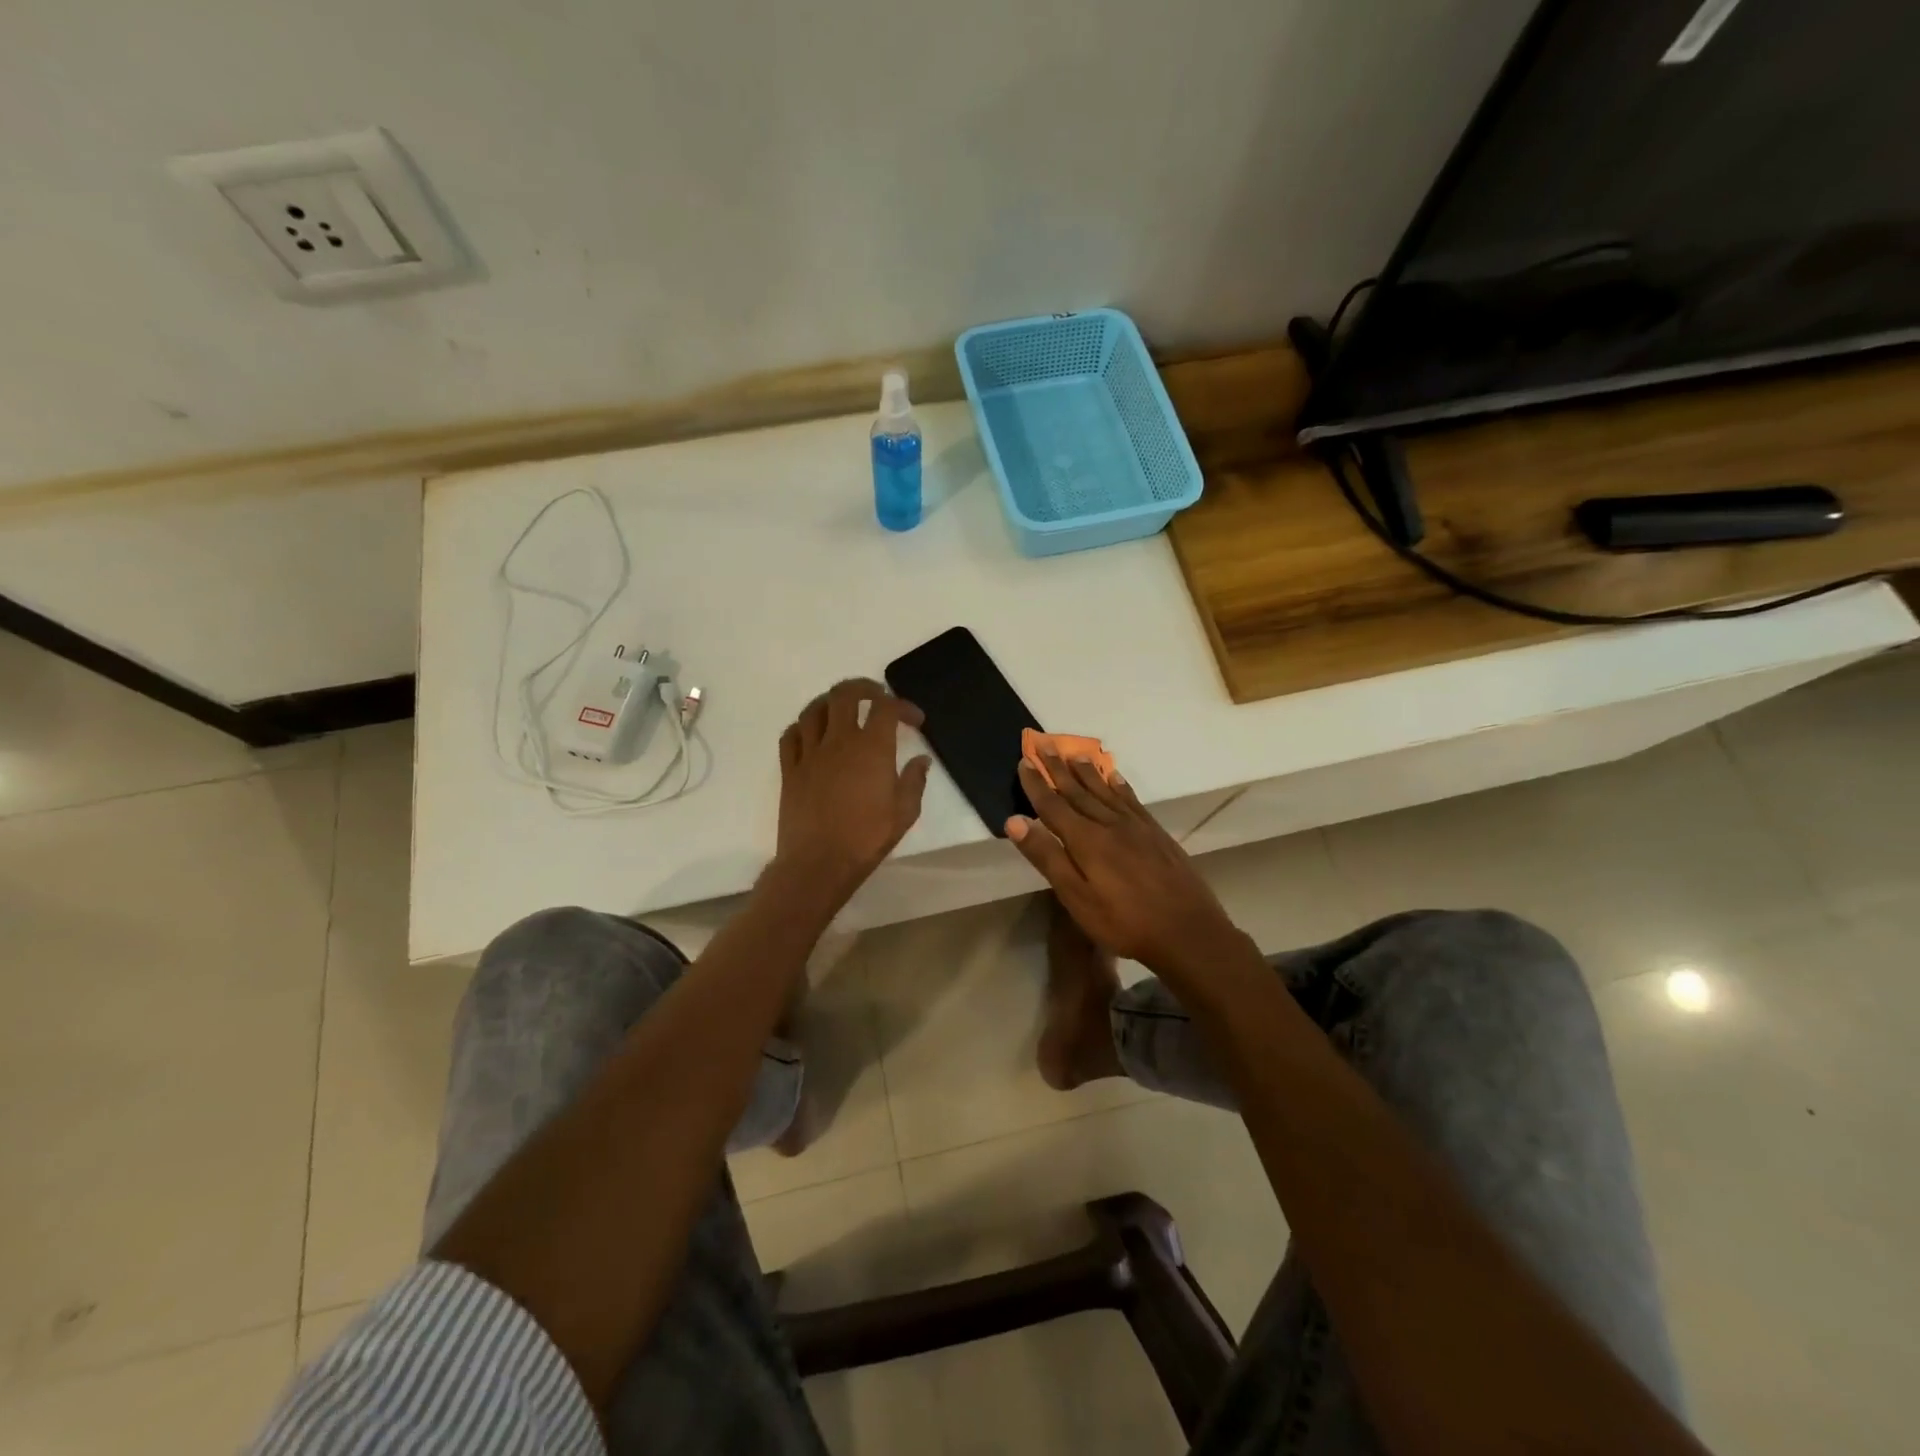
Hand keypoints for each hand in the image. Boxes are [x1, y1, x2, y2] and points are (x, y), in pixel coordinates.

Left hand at [775, 678, 931, 903]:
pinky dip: (803, 726)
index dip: (903, 706)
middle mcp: (839, 741)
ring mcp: (810, 753)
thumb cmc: (866, 839)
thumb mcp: (904, 813)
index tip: (914, 720)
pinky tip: (812, 734)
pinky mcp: (790, 770)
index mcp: (872, 748)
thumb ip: (914, 781)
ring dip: (830, 702)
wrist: (819, 863)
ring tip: (842, 708)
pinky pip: (791, 735)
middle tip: (876, 695)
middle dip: (863, 688)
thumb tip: (921, 760)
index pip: (886, 708)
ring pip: (814, 709)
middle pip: (845, 695)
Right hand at [1007, 753, 1241, 975]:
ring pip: (1105, 790)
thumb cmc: (1124, 922)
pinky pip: (1132, 799)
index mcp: (1086, 840)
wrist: (1188, 931)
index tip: (1023, 760)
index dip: (1036, 783)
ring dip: (1086, 771)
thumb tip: (1015, 821)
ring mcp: (1136, 826)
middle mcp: (1109, 824)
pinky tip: (1114, 776)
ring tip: (1074, 753)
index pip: (1053, 805)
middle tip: (1044, 744)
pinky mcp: (1156, 833)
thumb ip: (1047, 857)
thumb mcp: (1077, 897)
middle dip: (1058, 768)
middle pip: (1078, 791)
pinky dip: (1119, 785)